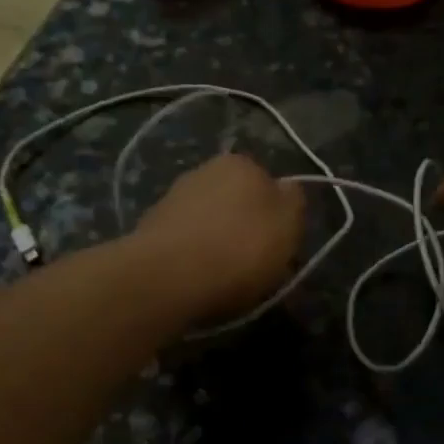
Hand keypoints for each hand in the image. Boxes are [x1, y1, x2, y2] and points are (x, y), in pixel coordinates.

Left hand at [133, 154, 305, 319]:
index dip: (277, 216)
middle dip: (245, 227)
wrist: (167, 277)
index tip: (280, 244)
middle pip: (237, 202)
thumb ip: (294, 201)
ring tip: (225, 278)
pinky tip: (198, 280)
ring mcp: (173, 197)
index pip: (270, 185)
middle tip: (255, 263)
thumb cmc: (240, 249)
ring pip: (210, 221)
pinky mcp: (149, 227)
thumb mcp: (289, 226)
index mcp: (241, 163)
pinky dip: (194, 256)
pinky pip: (186, 241)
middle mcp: (204, 170)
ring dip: (218, 242)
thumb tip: (288, 189)